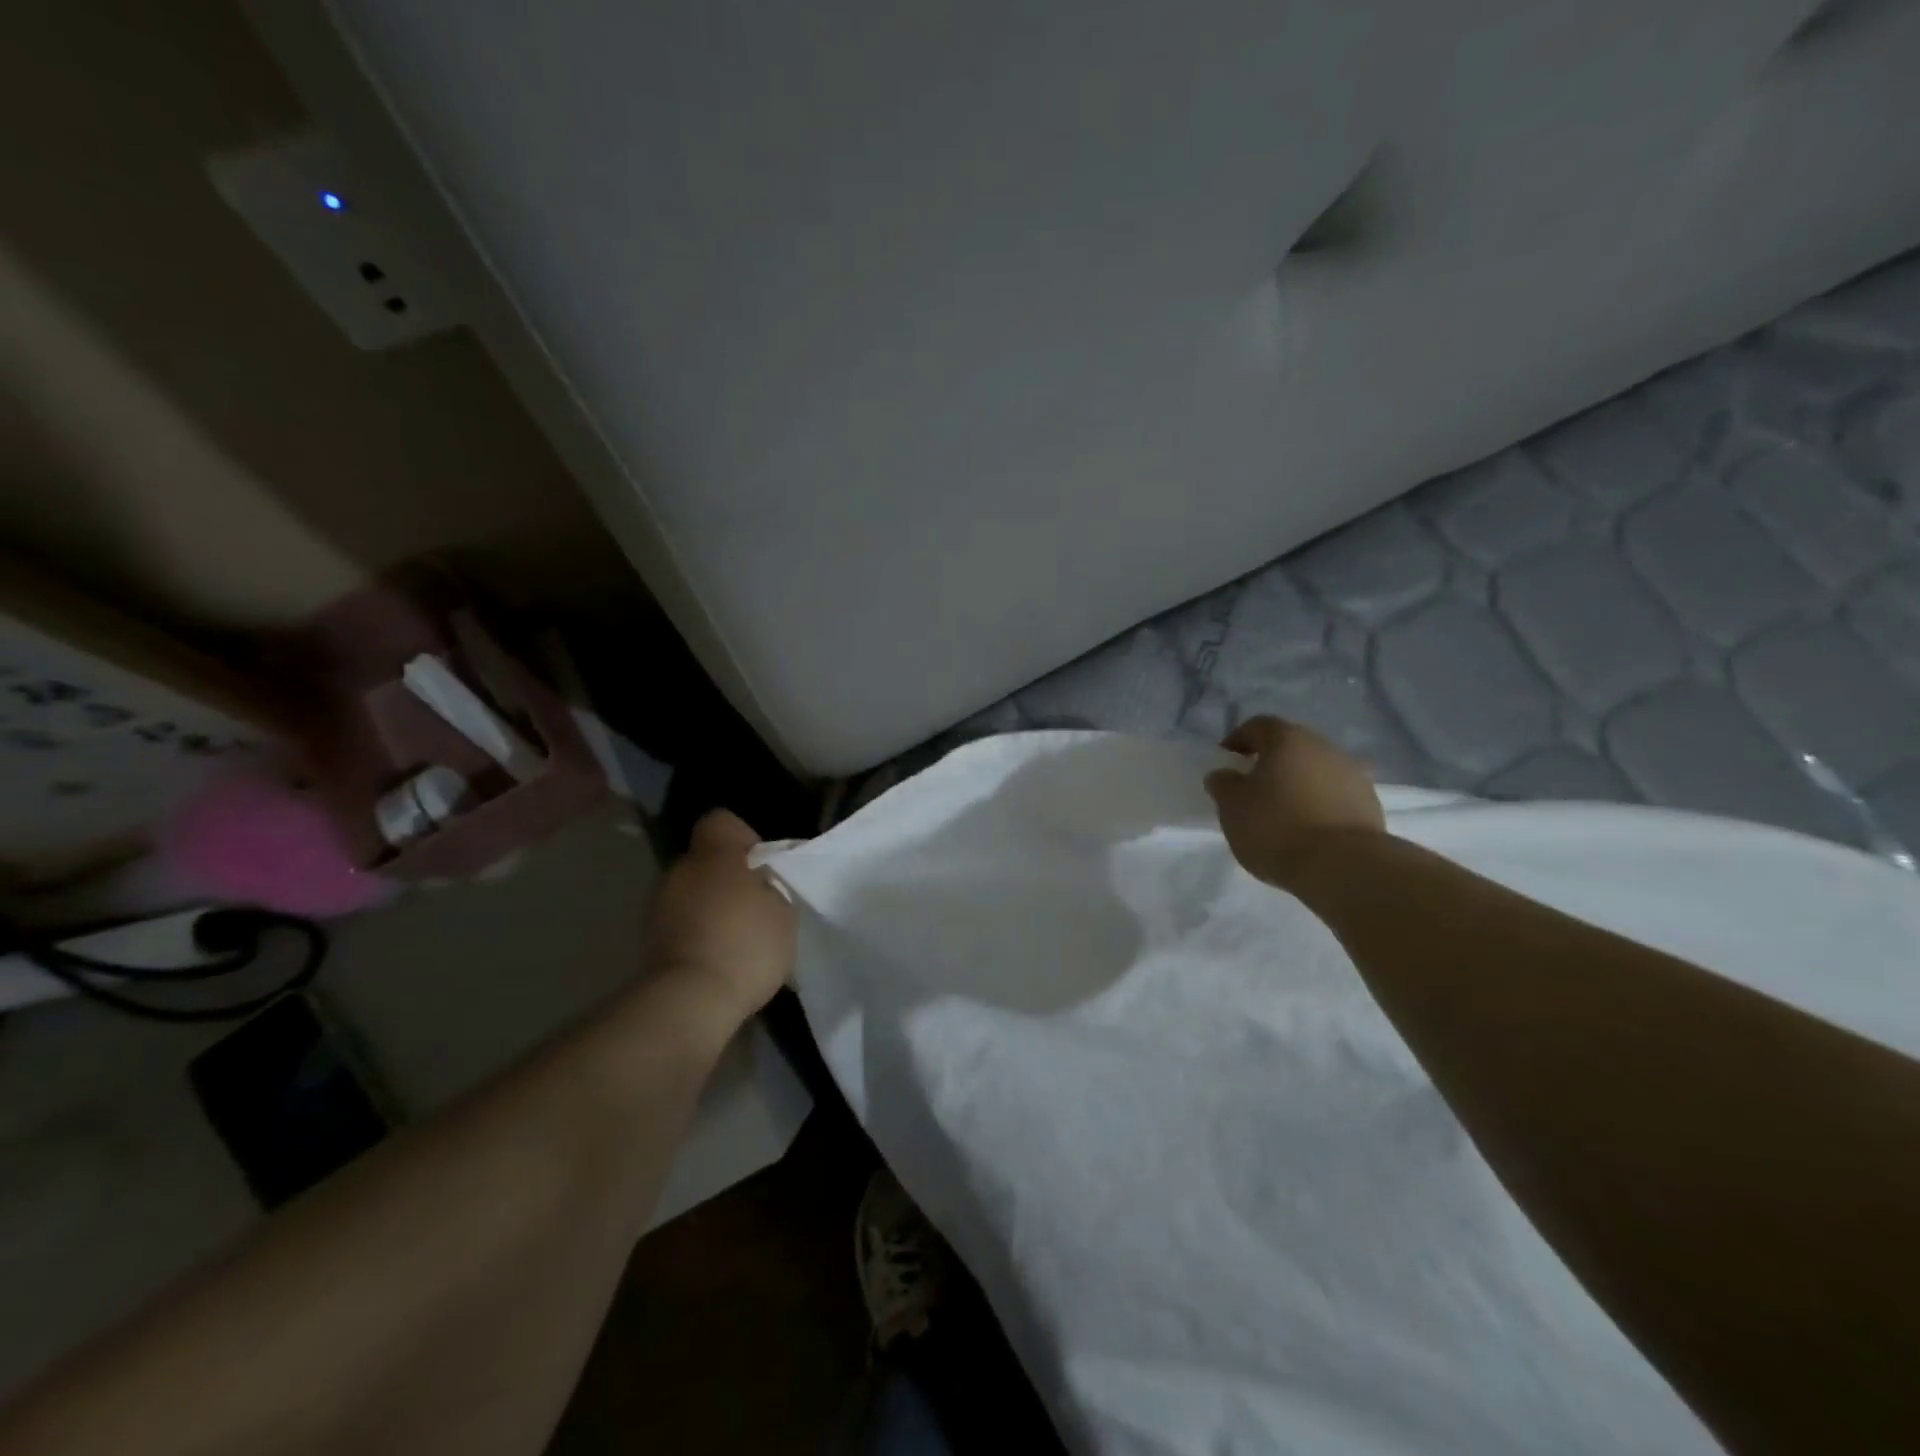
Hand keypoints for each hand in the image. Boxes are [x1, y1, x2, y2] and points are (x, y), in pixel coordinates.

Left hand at [645, 810, 796, 1022]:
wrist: (690, 1002)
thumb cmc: (745, 945)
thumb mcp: (784, 911)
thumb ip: (772, 887)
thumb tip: (761, 883)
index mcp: (714, 854)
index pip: (722, 821)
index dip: (744, 838)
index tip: (763, 865)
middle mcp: (680, 870)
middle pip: (707, 860)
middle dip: (730, 877)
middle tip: (758, 905)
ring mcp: (659, 906)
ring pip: (693, 893)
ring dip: (712, 907)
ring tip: (739, 938)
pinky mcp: (650, 941)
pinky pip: (682, 924)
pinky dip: (699, 934)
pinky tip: (720, 958)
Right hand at [1204, 716, 1385, 889]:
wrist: (1343, 866)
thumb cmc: (1277, 827)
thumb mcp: (1232, 807)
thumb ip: (1223, 785)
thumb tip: (1224, 774)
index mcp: (1287, 739)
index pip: (1257, 726)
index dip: (1237, 740)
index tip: (1226, 762)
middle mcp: (1323, 747)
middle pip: (1291, 747)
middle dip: (1270, 763)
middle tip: (1252, 789)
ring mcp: (1352, 775)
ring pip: (1315, 771)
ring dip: (1298, 784)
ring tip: (1282, 814)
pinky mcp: (1370, 804)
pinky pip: (1335, 796)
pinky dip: (1319, 805)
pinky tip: (1308, 830)